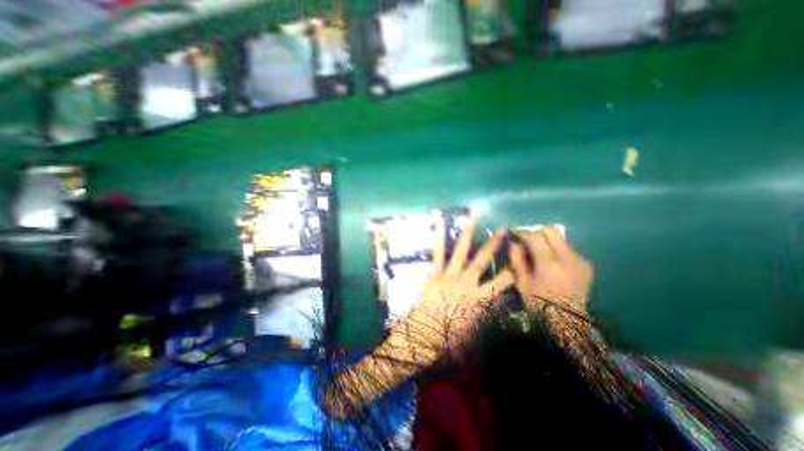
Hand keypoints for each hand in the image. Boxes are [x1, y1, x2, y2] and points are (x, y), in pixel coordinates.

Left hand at [409, 219, 513, 352]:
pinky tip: (441, 225)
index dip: (511, 273)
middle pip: (481, 260)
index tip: (518, 261)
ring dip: (468, 234)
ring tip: (473, 217)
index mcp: (478, 298)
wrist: (425, 334)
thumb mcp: (476, 328)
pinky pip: (438, 254)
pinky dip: (440, 239)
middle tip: (502, 229)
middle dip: (493, 245)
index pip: (501, 283)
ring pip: (461, 252)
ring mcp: (449, 275)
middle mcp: (465, 282)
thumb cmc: (451, 334)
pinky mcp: (435, 273)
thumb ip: (489, 313)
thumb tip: (502, 302)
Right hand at [511, 226, 592, 316]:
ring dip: (547, 240)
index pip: (535, 236)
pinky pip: (568, 248)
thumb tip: (513, 241)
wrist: (567, 320)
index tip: (514, 233)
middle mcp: (567, 258)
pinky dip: (556, 249)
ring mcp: (580, 260)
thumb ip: (516, 258)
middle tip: (527, 239)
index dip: (522, 232)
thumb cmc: (538, 302)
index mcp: (548, 264)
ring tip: (538, 251)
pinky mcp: (586, 264)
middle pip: (551, 230)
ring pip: (560, 238)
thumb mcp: (521, 281)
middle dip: (536, 231)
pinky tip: (552, 261)